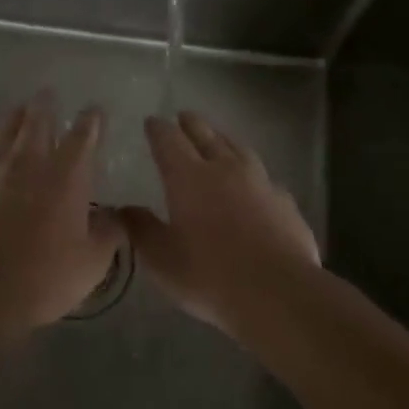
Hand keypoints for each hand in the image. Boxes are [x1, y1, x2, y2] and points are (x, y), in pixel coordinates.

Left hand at [0, 92, 120, 346]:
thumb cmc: (43, 277)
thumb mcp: (91, 263)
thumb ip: (108, 234)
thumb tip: (116, 216)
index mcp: (66, 176)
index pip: (83, 135)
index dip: (91, 120)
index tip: (94, 110)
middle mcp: (28, 162)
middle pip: (37, 121)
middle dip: (45, 105)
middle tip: (47, 94)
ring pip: (3, 132)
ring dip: (14, 118)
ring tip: (18, 110)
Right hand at [120, 111, 319, 332]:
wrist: (278, 292)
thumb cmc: (209, 275)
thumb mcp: (161, 259)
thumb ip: (141, 229)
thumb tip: (124, 209)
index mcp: (188, 176)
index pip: (168, 140)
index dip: (158, 129)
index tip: (152, 122)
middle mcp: (224, 168)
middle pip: (205, 134)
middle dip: (191, 123)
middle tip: (183, 116)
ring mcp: (260, 181)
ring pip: (238, 148)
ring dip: (224, 140)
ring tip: (218, 138)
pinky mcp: (285, 201)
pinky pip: (264, 177)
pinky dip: (252, 174)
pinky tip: (255, 185)